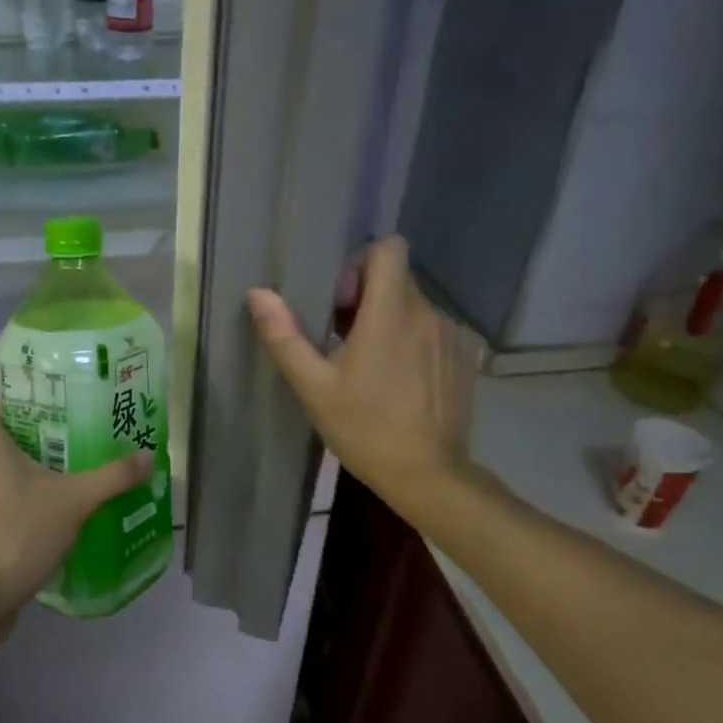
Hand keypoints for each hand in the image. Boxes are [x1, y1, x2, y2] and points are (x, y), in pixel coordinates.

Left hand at [0, 398, 153, 622]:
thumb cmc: (19, 532)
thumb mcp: (75, 500)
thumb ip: (112, 477)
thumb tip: (148, 456)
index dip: (10, 400)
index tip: (45, 406)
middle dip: (30, 439)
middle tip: (68, 441)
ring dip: (23, 474)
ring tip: (63, 478)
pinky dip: (16, 503)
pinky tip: (47, 517)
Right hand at [247, 235, 481, 516]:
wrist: (428, 474)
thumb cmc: (364, 429)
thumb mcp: (314, 386)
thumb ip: (285, 336)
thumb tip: (258, 293)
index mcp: (390, 314)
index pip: (389, 248)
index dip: (360, 265)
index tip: (342, 304)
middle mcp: (427, 313)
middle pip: (397, 278)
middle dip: (367, 297)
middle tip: (344, 341)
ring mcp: (451, 335)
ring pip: (415, 306)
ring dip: (390, 321)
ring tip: (373, 367)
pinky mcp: (465, 357)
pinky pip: (433, 330)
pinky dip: (414, 342)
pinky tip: (401, 382)